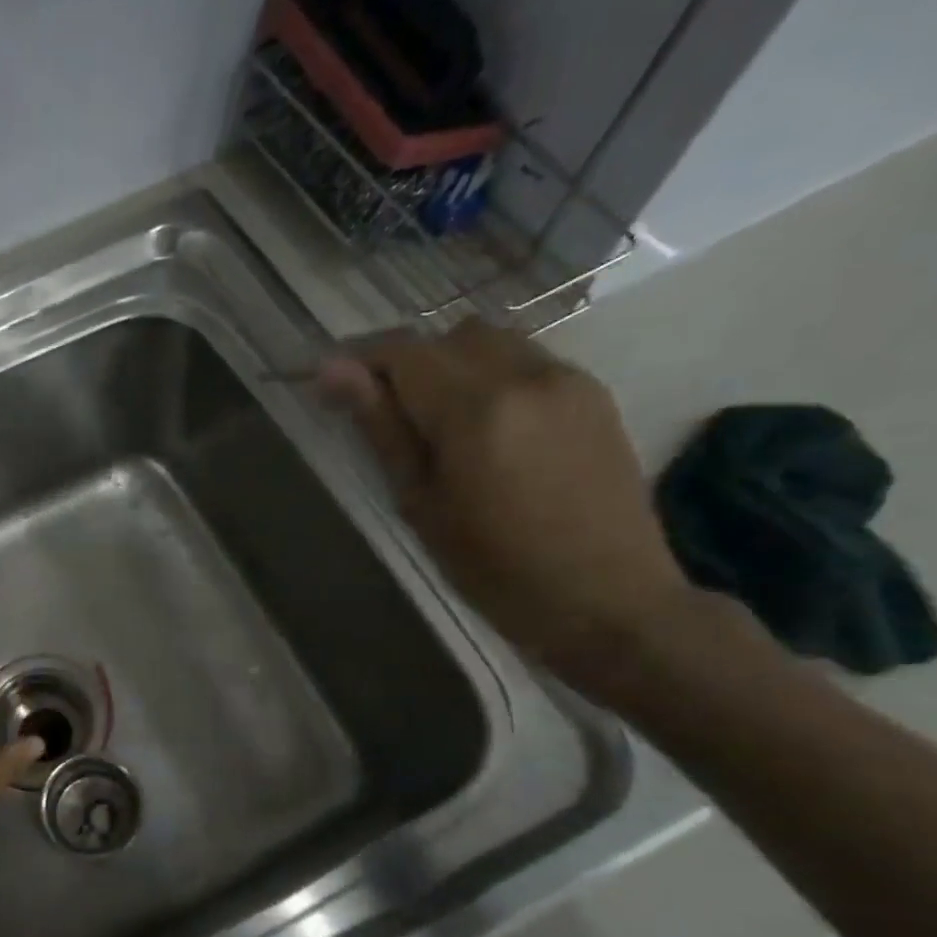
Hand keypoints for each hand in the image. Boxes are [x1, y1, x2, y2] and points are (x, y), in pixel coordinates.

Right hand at [316, 320, 696, 683]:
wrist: (608, 600)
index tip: (329, 385)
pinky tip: (485, 428)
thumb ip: (381, 428)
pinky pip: (527, 360)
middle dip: (407, 362)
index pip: (404, 351)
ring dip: (451, 365)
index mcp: (476, 410)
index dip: (359, 358)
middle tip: (383, 413)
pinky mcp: (594, 394)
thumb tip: (332, 371)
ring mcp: (569, 379)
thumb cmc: (495, 569)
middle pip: (448, 335)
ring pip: (491, 341)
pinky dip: (490, 376)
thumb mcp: (421, 503)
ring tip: (435, 420)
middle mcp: (527, 375)